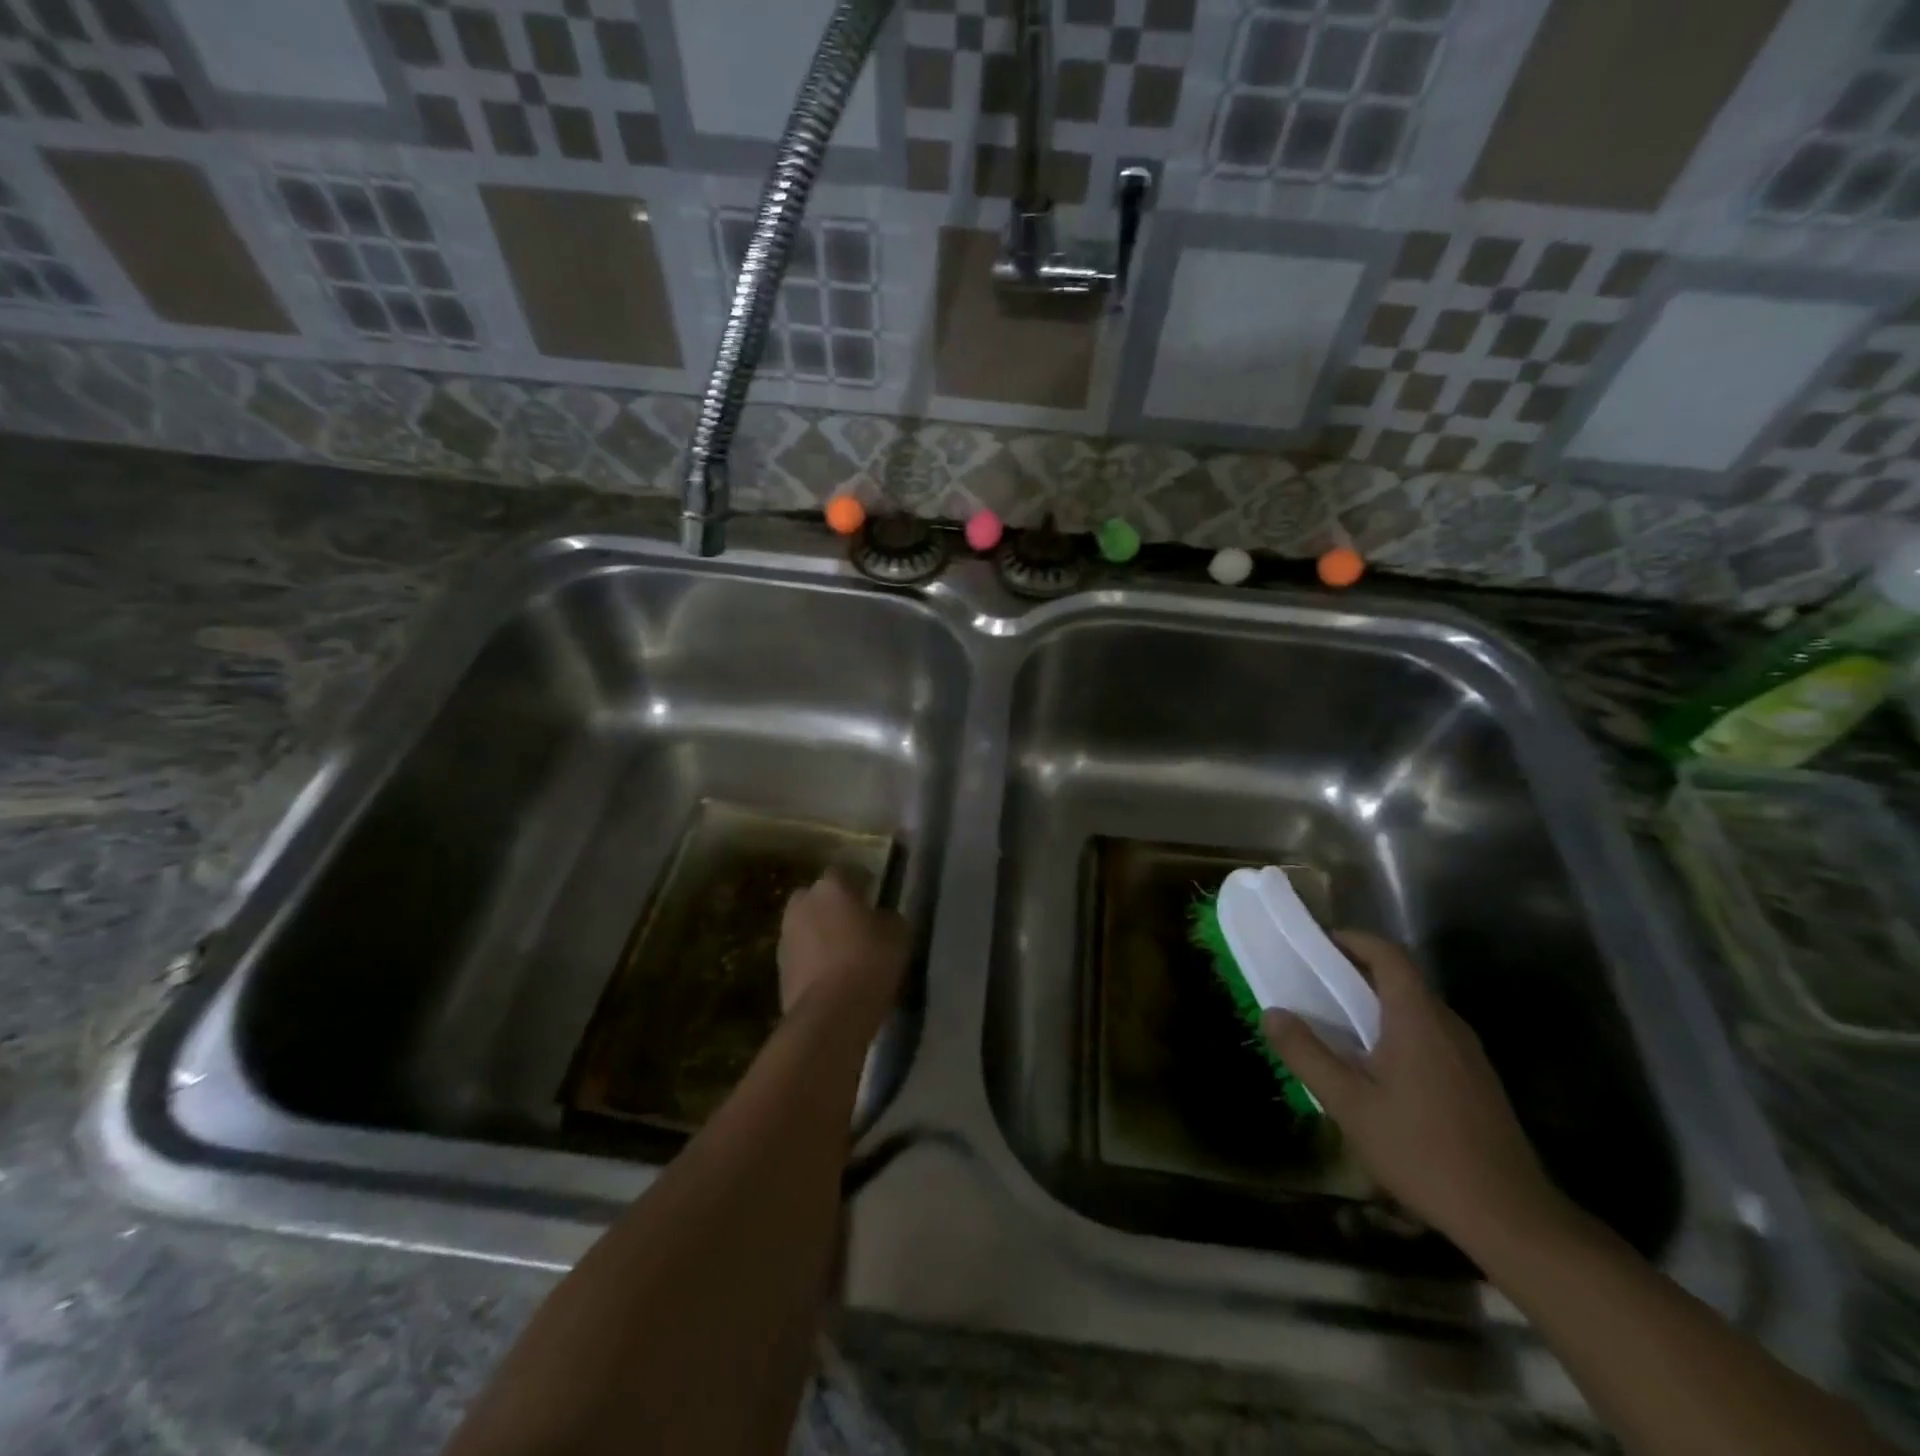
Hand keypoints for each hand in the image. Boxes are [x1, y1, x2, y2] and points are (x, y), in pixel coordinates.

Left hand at [777, 871, 908, 1028]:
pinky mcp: (779, 967)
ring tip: (844, 952)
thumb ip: (888, 917)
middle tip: (856, 923)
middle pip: (819, 897)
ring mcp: (786, 935)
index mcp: (831, 886)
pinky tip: (833, 975)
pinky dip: (814, 959)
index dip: (862, 882)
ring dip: (821, 933)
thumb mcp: (898, 933)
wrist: (831, 1013)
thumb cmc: (870, 961)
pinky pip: (802, 953)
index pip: (847, 872)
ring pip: (807, 925)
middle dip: (834, 906)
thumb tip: (881, 918)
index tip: (875, 895)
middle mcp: (802, 902)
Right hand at [1263, 930, 1565, 1248]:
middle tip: (1314, 986)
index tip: (1316, 945)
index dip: (1352, 940)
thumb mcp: (1349, 1104)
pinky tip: (1376, 1069)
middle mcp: (1447, 1025)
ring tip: (1337, 1026)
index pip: (1387, 954)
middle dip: (1356, 973)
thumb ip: (1306, 1054)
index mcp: (1418, 1018)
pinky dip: (1396, 1031)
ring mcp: (1468, 1054)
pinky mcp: (1476, 1081)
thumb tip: (1272, 1014)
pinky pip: (1430, 1035)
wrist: (1510, 1218)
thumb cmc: (1422, 1150)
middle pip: (1401, 978)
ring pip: (1416, 1009)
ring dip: (1376, 1005)